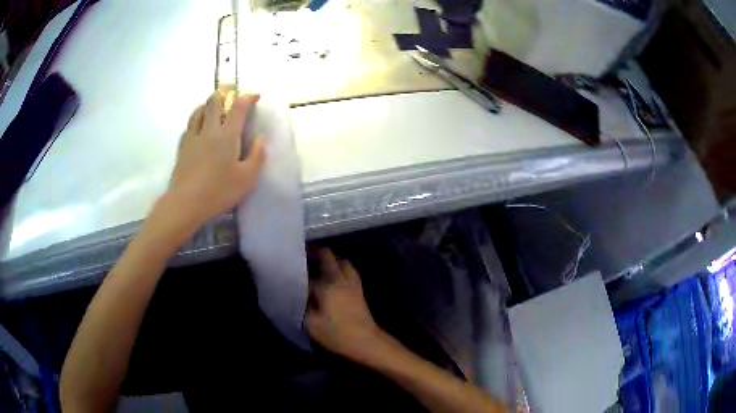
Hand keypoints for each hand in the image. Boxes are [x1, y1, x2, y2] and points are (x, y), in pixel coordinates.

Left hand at [166, 92, 265, 227]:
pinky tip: (198, 126)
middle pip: (214, 102)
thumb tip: (261, 140)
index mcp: (227, 135)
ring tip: (214, 105)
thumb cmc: (219, 191)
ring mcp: (192, 137)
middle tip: (231, 93)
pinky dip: (197, 119)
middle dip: (224, 93)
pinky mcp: (182, 148)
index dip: (248, 98)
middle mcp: (209, 130)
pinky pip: (189, 125)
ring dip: (208, 104)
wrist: (186, 203)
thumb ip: (257, 157)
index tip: (255, 96)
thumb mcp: (247, 179)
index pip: (238, 107)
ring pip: (199, 110)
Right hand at [307, 249, 382, 362]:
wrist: (366, 341)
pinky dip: (340, 267)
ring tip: (317, 265)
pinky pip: (349, 269)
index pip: (307, 272)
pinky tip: (334, 275)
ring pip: (341, 260)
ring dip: (329, 259)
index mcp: (326, 285)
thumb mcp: (311, 325)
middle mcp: (340, 278)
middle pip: (327, 256)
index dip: (297, 271)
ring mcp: (352, 282)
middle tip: (303, 259)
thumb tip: (296, 294)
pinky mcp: (359, 289)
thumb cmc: (337, 334)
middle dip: (314, 254)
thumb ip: (301, 306)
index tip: (287, 270)